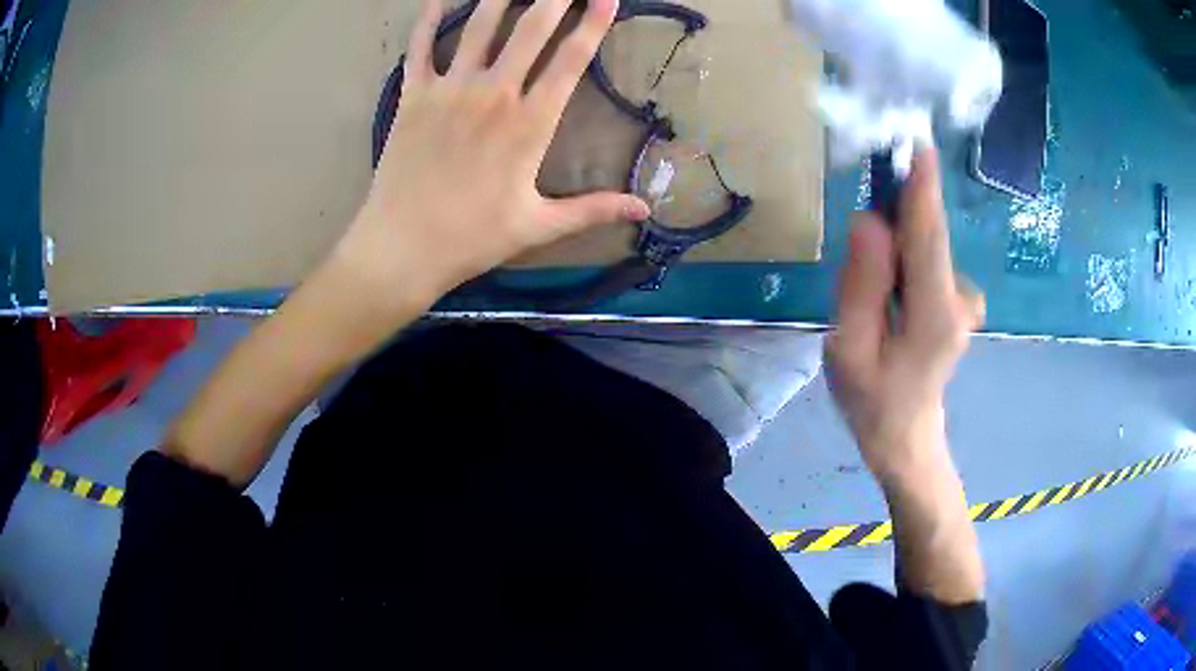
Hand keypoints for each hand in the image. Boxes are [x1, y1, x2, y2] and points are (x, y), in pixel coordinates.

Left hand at [333, 0, 649, 307]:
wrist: (402, 247)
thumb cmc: (472, 239)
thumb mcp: (539, 225)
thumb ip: (593, 209)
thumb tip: (644, 208)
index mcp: (530, 123)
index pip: (571, 59)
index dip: (593, 23)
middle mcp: (493, 93)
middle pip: (532, 28)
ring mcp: (449, 89)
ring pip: (481, 26)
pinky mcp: (413, 95)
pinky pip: (421, 46)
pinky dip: (430, 19)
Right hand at [826, 148, 983, 485]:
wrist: (905, 434)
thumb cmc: (871, 398)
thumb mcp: (849, 347)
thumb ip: (861, 285)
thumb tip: (869, 221)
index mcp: (934, 314)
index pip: (928, 238)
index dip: (922, 189)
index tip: (918, 144)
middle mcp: (960, 299)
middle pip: (927, 236)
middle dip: (899, 211)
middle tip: (867, 220)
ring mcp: (966, 299)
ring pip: (925, 249)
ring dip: (895, 250)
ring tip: (872, 298)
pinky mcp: (961, 297)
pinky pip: (928, 260)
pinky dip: (905, 261)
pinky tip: (893, 299)